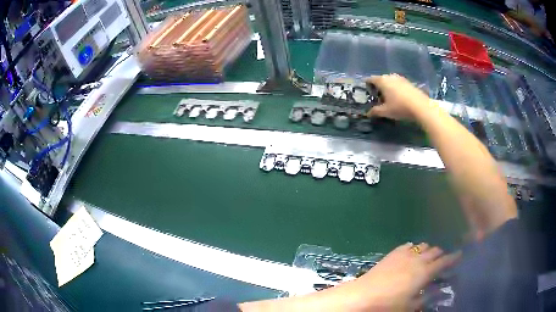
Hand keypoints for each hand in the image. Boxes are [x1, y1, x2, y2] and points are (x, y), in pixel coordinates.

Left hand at [336, 243, 459, 310]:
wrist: (363, 295)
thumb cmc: (389, 305)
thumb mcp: (410, 306)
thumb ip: (426, 298)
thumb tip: (437, 291)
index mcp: (425, 272)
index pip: (444, 261)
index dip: (453, 257)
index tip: (460, 254)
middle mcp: (418, 259)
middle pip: (434, 251)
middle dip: (440, 254)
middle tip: (441, 260)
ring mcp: (404, 254)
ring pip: (423, 246)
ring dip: (428, 250)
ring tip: (426, 258)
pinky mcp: (392, 253)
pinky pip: (408, 245)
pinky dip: (413, 248)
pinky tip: (411, 253)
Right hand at [365, 75, 430, 121]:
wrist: (421, 106)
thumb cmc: (400, 107)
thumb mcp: (386, 111)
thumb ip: (375, 111)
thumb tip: (367, 113)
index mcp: (382, 81)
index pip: (370, 79)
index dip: (367, 85)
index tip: (366, 92)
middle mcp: (390, 76)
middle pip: (380, 79)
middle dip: (378, 87)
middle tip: (377, 97)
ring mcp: (400, 78)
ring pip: (390, 81)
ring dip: (387, 87)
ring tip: (388, 97)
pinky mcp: (408, 82)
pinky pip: (398, 84)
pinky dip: (395, 89)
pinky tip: (398, 98)